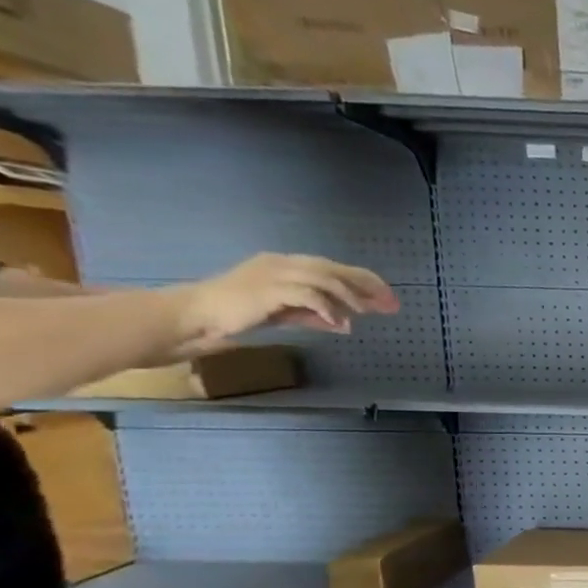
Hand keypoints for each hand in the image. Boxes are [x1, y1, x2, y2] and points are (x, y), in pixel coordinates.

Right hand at [167, 253, 398, 353]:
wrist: (197, 314)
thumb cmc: (240, 313)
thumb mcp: (286, 314)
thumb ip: (315, 316)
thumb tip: (346, 324)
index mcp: (287, 264)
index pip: (333, 267)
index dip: (364, 281)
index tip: (388, 298)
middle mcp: (282, 263)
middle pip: (333, 268)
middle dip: (366, 285)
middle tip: (390, 303)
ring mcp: (273, 273)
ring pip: (323, 278)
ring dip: (349, 296)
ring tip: (365, 313)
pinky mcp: (267, 289)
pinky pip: (306, 294)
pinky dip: (327, 308)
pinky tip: (340, 323)